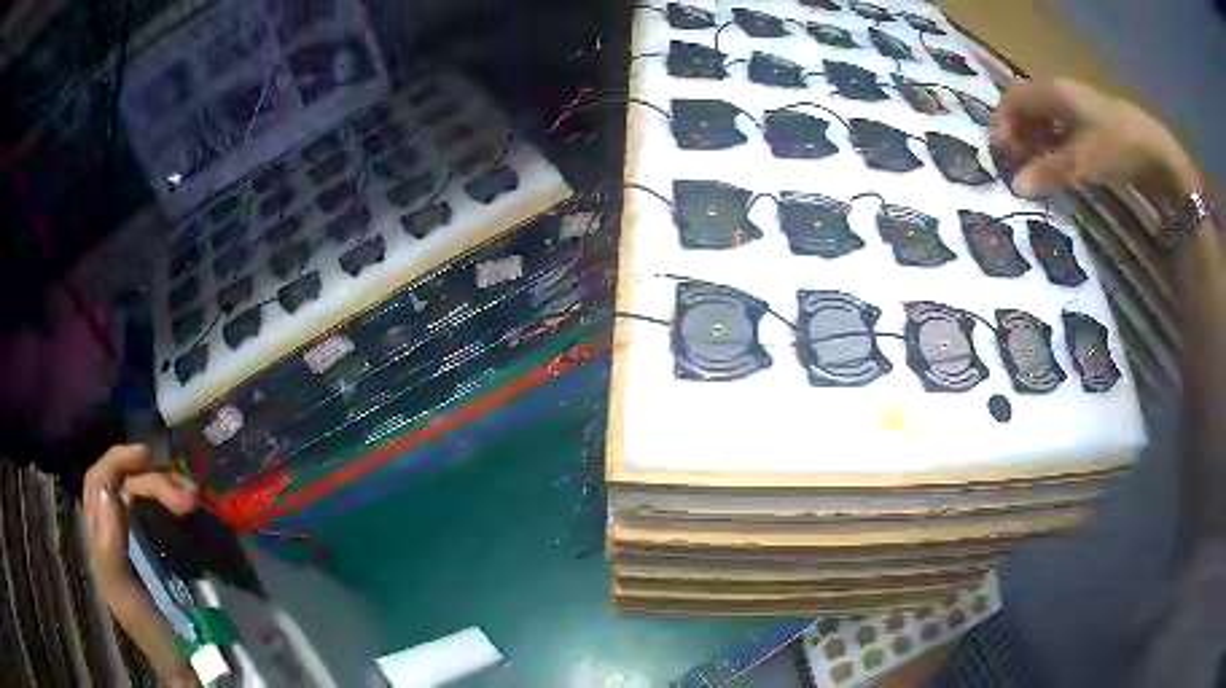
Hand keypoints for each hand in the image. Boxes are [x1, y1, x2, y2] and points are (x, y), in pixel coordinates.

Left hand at [84, 444, 200, 686]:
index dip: (116, 461)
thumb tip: (106, 489)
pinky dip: (179, 502)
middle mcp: (117, 528)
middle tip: (188, 499)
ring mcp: (142, 537)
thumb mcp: (123, 595)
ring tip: (195, 502)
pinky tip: (195, 508)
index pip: (97, 481)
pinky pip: (166, 511)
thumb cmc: (152, 632)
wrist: (190, 665)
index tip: (146, 455)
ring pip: (148, 494)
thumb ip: (108, 548)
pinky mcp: (166, 546)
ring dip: (171, 489)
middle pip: (127, 485)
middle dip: (155, 482)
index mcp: (100, 537)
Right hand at [991, 79, 1196, 197]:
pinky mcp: (1093, 123)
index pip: (1013, 99)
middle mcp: (1062, 93)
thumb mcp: (1084, 162)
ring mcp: (1079, 107)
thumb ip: (1050, 172)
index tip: (1001, 156)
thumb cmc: (1119, 146)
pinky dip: (1054, 146)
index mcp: (1054, 92)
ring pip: (1045, 118)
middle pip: (1027, 107)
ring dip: (1036, 141)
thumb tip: (1016, 187)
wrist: (1159, 154)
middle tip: (1018, 167)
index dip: (1002, 124)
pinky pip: (1063, 129)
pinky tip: (1061, 166)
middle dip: (1017, 134)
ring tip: (1037, 170)